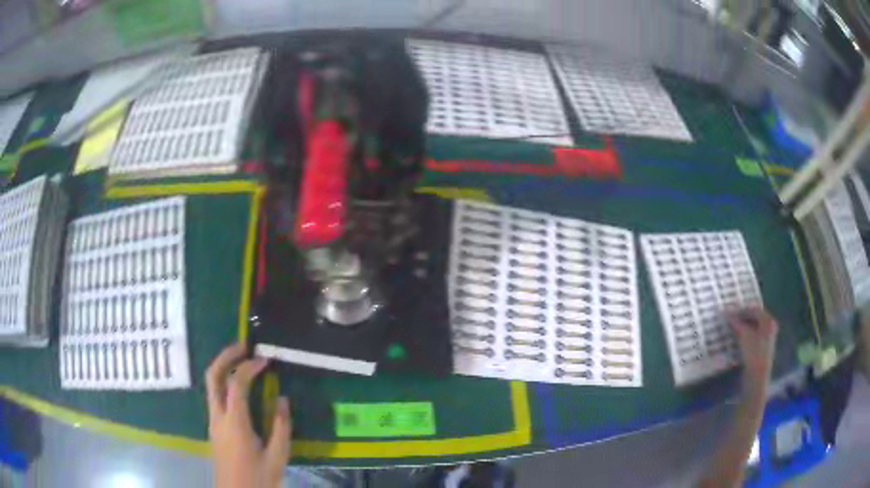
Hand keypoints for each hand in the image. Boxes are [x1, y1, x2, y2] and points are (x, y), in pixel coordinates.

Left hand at [206, 344, 291, 487]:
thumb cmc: (258, 477)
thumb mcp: (277, 456)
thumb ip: (281, 426)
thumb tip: (282, 399)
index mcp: (235, 422)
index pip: (236, 383)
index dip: (250, 367)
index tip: (266, 360)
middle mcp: (218, 416)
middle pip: (213, 376)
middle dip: (226, 356)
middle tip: (243, 346)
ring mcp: (213, 421)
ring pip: (211, 384)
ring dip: (224, 367)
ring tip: (242, 361)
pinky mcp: (214, 427)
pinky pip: (215, 396)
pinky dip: (224, 382)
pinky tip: (240, 388)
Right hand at [728, 308, 777, 392]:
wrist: (757, 379)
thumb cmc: (753, 354)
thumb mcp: (744, 336)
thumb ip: (736, 322)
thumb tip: (725, 310)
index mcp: (768, 321)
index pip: (754, 309)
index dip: (741, 310)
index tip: (729, 312)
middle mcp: (770, 327)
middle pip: (755, 317)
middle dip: (742, 318)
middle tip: (730, 319)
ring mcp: (767, 338)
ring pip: (753, 327)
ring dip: (743, 326)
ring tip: (732, 328)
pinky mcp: (762, 348)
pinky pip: (753, 335)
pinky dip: (745, 334)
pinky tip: (737, 338)